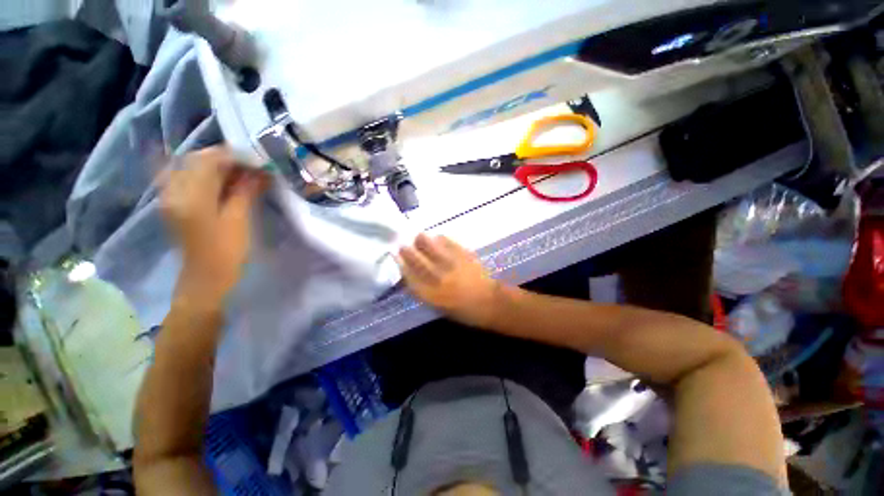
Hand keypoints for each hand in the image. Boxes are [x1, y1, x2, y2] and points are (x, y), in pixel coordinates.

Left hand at [161, 147, 268, 307]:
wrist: (206, 278)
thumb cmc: (226, 252)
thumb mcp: (239, 220)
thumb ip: (246, 191)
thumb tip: (261, 171)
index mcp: (190, 197)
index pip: (209, 161)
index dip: (234, 156)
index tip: (258, 159)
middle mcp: (174, 191)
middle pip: (197, 160)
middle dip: (226, 158)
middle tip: (252, 167)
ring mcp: (171, 196)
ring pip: (192, 167)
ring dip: (217, 166)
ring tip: (242, 174)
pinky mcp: (174, 202)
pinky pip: (188, 177)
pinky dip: (208, 175)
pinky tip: (225, 182)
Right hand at [396, 234, 501, 327]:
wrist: (490, 302)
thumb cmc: (463, 311)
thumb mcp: (439, 307)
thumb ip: (424, 291)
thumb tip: (410, 275)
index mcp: (431, 295)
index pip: (410, 277)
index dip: (401, 265)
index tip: (396, 257)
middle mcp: (439, 279)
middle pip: (417, 260)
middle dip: (407, 251)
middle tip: (404, 245)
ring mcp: (452, 265)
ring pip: (430, 247)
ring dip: (422, 241)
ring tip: (419, 238)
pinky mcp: (464, 255)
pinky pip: (448, 242)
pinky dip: (441, 239)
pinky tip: (438, 238)